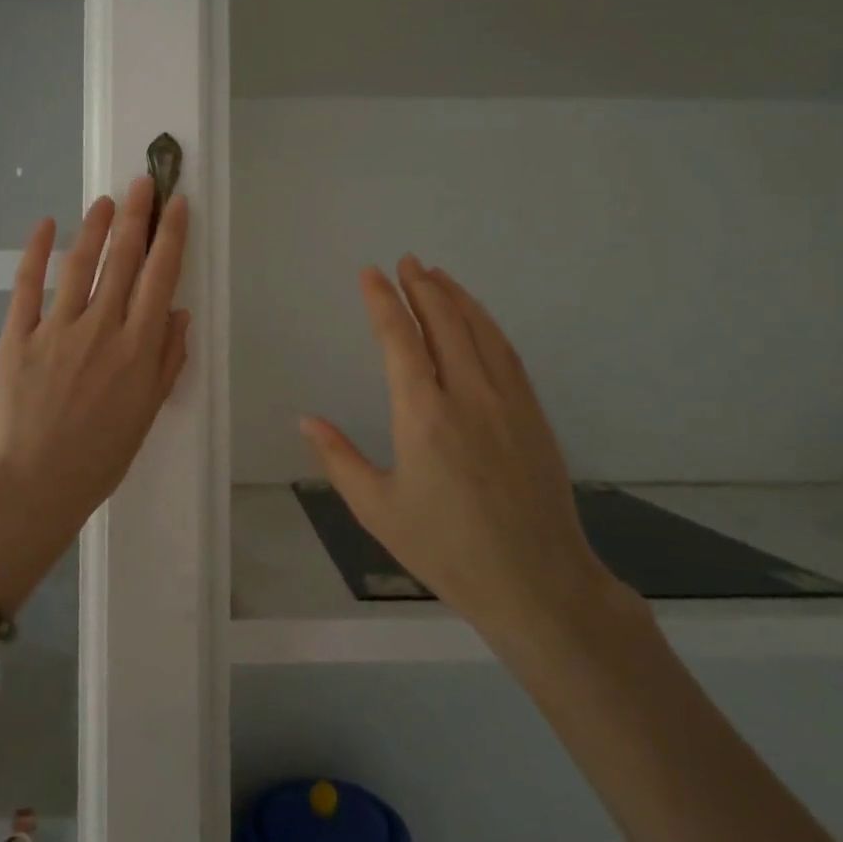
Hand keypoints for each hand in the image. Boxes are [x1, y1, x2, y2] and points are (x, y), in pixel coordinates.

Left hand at [0, 177, 189, 579]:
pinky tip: (46, 224)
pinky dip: (36, 252)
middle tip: (143, 181)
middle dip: (136, 215)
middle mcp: (102, 327)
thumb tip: (178, 311)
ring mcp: (57, 329)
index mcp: (138, 347)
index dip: (171, 235)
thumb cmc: (101, 454)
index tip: (177, 204)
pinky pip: (27, 285)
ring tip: (105, 199)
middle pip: (123, 259)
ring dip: (95, 226)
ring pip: (80, 264)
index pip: (160, 276)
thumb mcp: (149, 411)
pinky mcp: (18, 335)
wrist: (38, 483)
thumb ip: (167, 359)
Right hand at [300, 256, 623, 639]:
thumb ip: (338, 458)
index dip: (382, 301)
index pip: (399, 339)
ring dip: (455, 297)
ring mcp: (507, 400)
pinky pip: (506, 352)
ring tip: (436, 274)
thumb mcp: (377, 509)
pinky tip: (477, 319)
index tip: (370, 273)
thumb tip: (305, 419)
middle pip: (443, 322)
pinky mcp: (532, 412)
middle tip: (405, 260)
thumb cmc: (446, 549)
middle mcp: (467, 394)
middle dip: (421, 286)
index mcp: (423, 414)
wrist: (536, 581)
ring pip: (479, 330)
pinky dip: (487, 324)